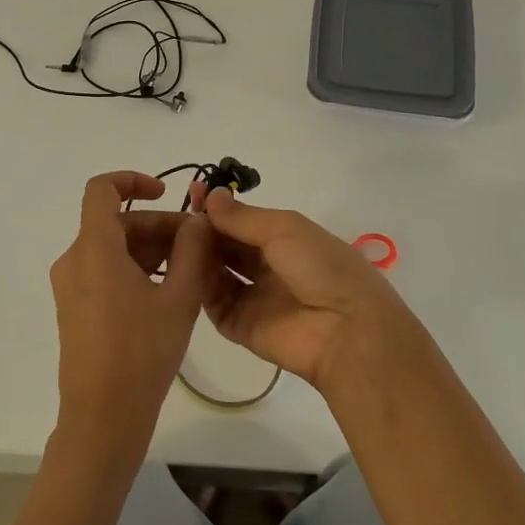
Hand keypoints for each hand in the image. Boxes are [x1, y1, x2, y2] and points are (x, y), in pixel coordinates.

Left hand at [50, 171, 212, 455]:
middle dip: (158, 226)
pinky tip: (167, 292)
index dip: (133, 179)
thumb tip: (199, 220)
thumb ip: (193, 252)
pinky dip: (135, 269)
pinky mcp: (75, 307)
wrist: (102, 420)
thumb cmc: (140, 355)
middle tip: (199, 246)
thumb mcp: (179, 300)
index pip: (102, 189)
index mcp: (93, 250)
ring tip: (191, 272)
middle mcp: (74, 260)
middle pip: (116, 222)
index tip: (165, 193)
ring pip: (113, 247)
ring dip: (151, 249)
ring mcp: (71, 285)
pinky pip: (105, 270)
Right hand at [200, 188, 417, 392]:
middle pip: (228, 246)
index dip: (219, 209)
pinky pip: (213, 304)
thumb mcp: (284, 229)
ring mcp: (254, 298)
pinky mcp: (241, 327)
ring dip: (199, 255)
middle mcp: (268, 268)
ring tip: (177, 239)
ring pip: (217, 272)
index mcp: (286, 241)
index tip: (193, 193)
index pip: (244, 222)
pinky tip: (183, 267)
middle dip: (205, 230)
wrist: (346, 331)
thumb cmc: (322, 268)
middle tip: (179, 217)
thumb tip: (211, 194)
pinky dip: (198, 285)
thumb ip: (242, 217)